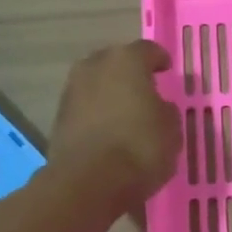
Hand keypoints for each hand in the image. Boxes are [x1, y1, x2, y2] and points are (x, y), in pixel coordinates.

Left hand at [48, 41, 181, 213]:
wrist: (89, 182)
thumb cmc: (140, 147)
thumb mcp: (172, 130)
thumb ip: (166, 111)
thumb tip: (158, 107)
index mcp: (126, 61)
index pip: (147, 50)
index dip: (160, 60)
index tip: (167, 70)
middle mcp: (94, 66)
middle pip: (116, 63)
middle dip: (130, 74)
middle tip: (145, 90)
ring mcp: (72, 91)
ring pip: (97, 84)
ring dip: (110, 94)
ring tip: (126, 113)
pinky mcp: (59, 117)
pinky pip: (85, 108)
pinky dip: (97, 115)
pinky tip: (109, 132)